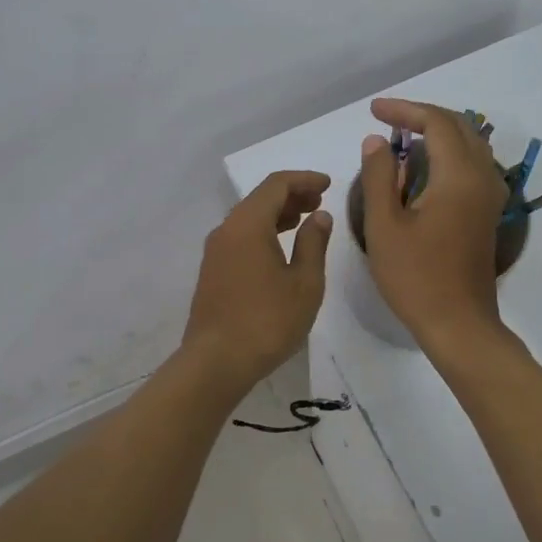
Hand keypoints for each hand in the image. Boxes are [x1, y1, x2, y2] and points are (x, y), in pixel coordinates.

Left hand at [183, 170, 332, 385]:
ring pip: (249, 219)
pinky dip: (263, 232)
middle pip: (260, 199)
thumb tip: (319, 216)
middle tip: (319, 202)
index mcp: (248, 224)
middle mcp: (226, 229)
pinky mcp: (213, 271)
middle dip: (292, 195)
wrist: (216, 361)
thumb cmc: (267, 321)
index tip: (328, 184)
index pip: (276, 185)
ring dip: (277, 214)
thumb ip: (313, 243)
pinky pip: (240, 237)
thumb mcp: (304, 283)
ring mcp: (215, 251)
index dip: (304, 180)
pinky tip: (280, 249)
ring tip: (305, 221)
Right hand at [357, 99, 509, 344]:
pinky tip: (424, 166)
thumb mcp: (384, 226)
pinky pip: (473, 164)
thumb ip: (378, 176)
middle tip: (386, 118)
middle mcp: (482, 177)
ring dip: (438, 131)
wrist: (459, 324)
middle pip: (459, 126)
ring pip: (470, 144)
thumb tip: (376, 140)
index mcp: (458, 176)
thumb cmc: (415, 276)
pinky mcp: (487, 212)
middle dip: (422, 115)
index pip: (436, 122)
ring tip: (402, 136)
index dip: (404, 110)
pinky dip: (449, 152)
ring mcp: (490, 196)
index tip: (373, 111)